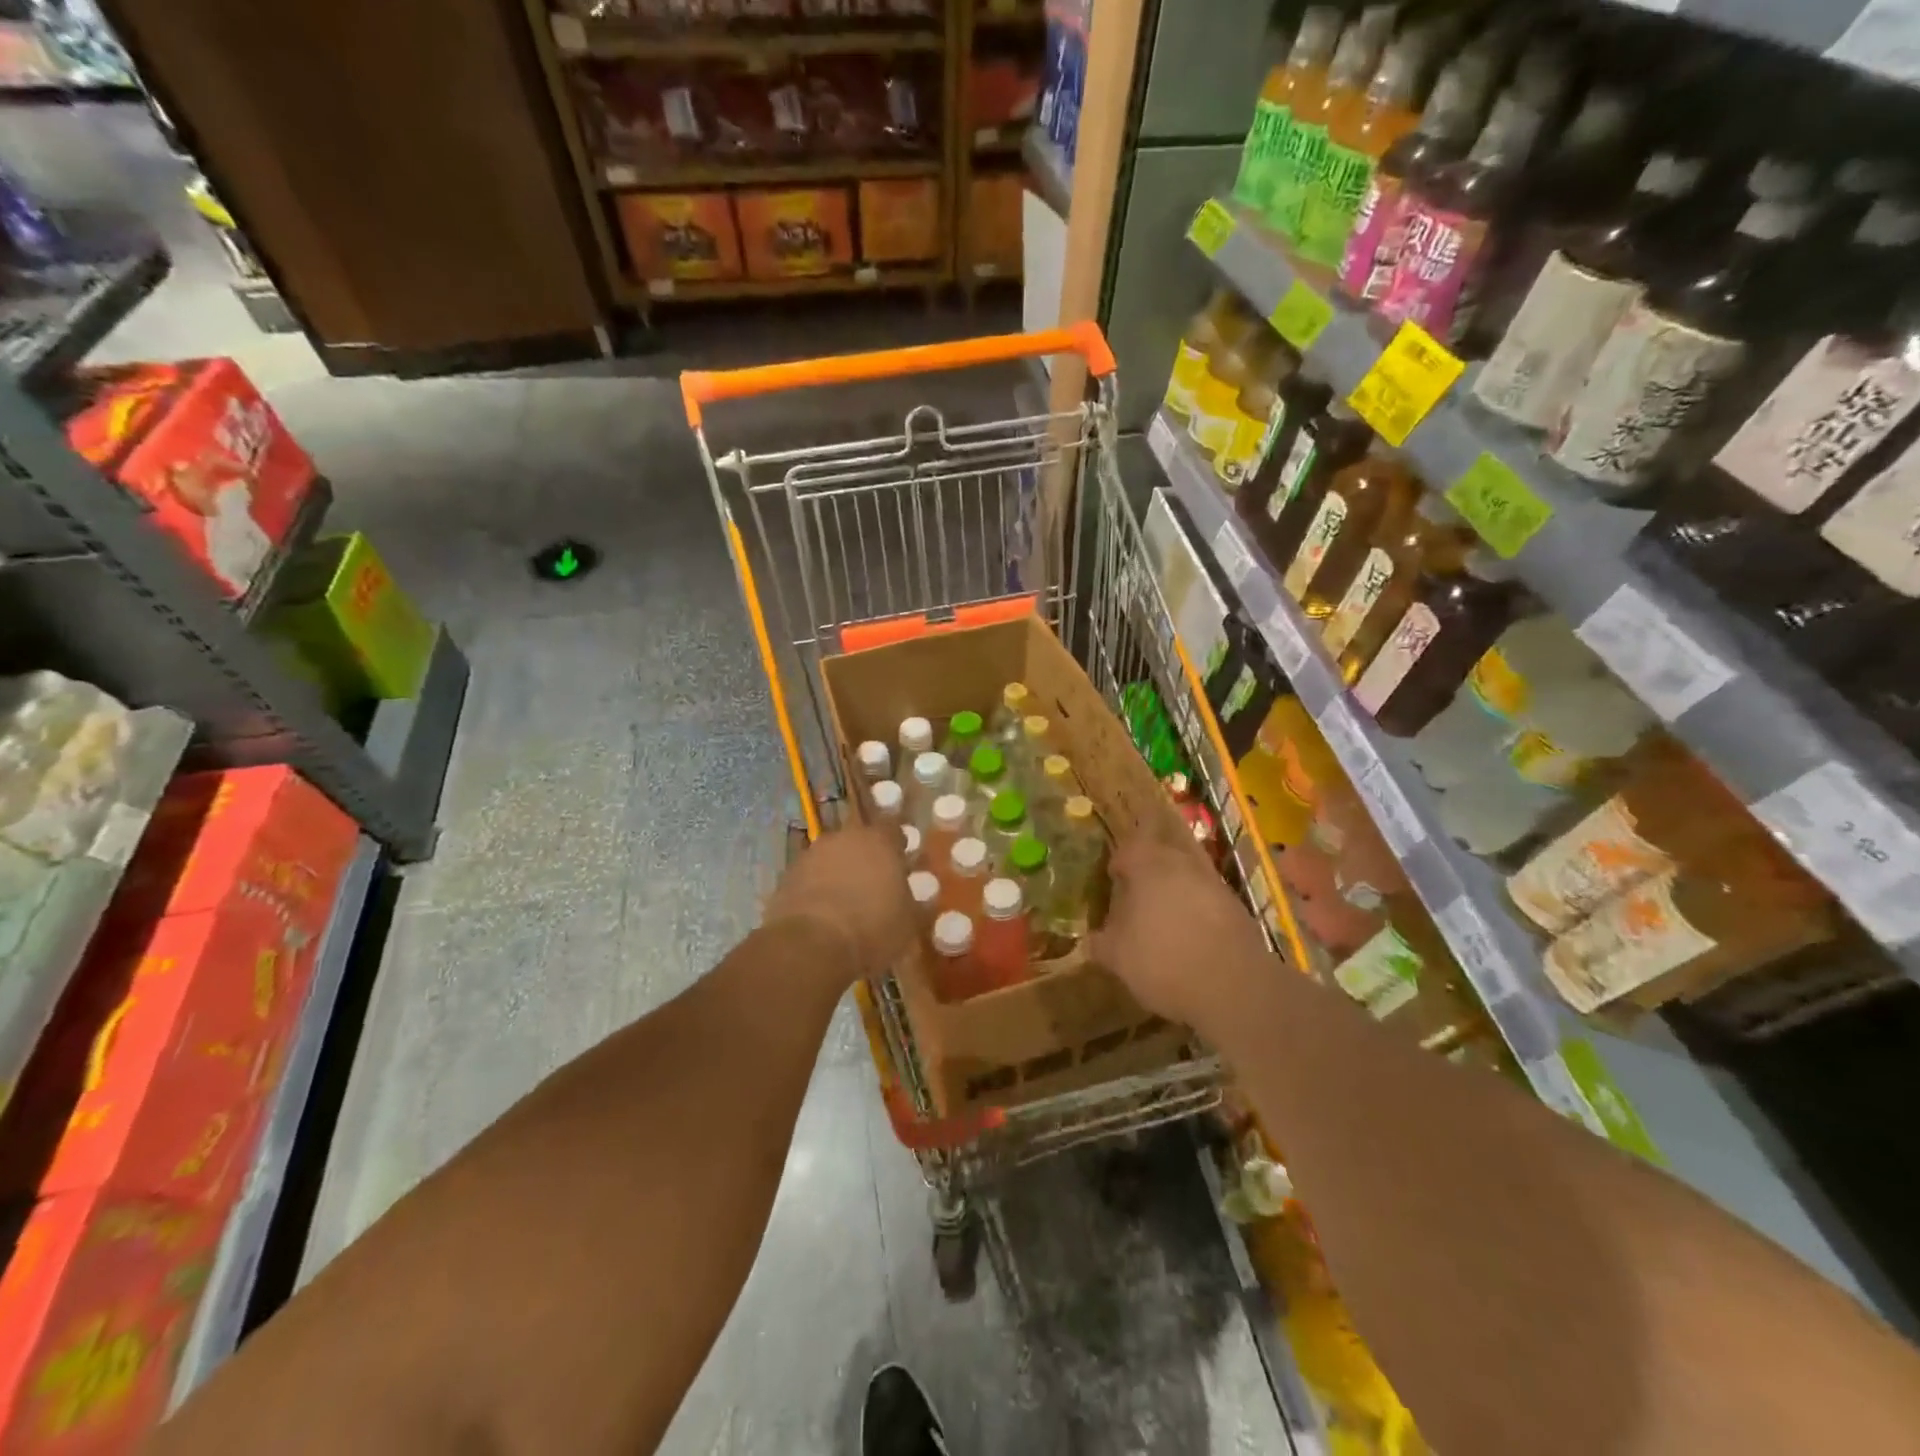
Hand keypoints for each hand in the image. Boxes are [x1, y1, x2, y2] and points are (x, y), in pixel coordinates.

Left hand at [764, 826, 914, 983]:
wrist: (810, 945)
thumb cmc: (871, 928)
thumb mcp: (908, 923)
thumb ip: (914, 903)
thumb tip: (919, 898)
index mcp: (879, 841)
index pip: (893, 830)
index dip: (898, 846)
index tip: (902, 863)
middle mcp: (844, 838)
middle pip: (859, 841)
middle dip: (867, 859)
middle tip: (875, 885)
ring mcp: (812, 854)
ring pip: (832, 858)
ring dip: (840, 873)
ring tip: (847, 903)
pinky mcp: (787, 876)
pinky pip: (810, 877)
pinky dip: (817, 889)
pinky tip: (823, 914)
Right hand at [1090, 835, 1269, 1033]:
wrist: (1235, 987)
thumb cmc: (1163, 961)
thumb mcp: (1119, 958)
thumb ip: (1102, 943)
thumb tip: (1092, 938)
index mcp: (1148, 865)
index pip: (1129, 847)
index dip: (1119, 860)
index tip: (1112, 878)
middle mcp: (1183, 864)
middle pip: (1163, 853)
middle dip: (1149, 868)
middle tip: (1135, 893)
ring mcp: (1215, 884)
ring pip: (1188, 875)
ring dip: (1175, 890)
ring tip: (1162, 917)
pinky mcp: (1238, 909)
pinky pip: (1209, 900)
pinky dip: (1197, 911)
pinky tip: (1190, 937)